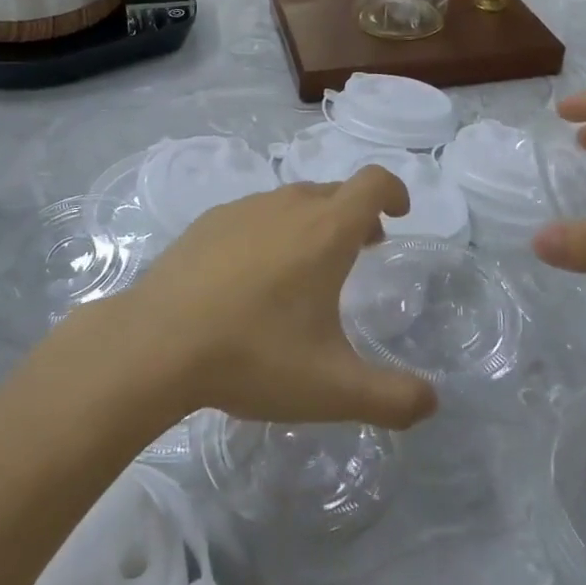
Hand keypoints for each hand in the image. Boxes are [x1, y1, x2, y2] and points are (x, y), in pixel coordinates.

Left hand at [98, 168, 438, 429]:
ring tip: (305, 270)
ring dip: (313, 223)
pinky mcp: (207, 222)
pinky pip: (254, 215)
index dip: (394, 190)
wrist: (154, 344)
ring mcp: (242, 209)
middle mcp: (287, 206)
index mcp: (325, 231)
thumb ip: (392, 398)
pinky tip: (251, 277)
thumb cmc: (253, 356)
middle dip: (357, 215)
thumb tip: (431, 401)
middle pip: (335, 192)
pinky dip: (270, 231)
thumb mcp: (333, 389)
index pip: (373, 182)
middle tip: (362, 252)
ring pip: (292, 202)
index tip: (400, 214)